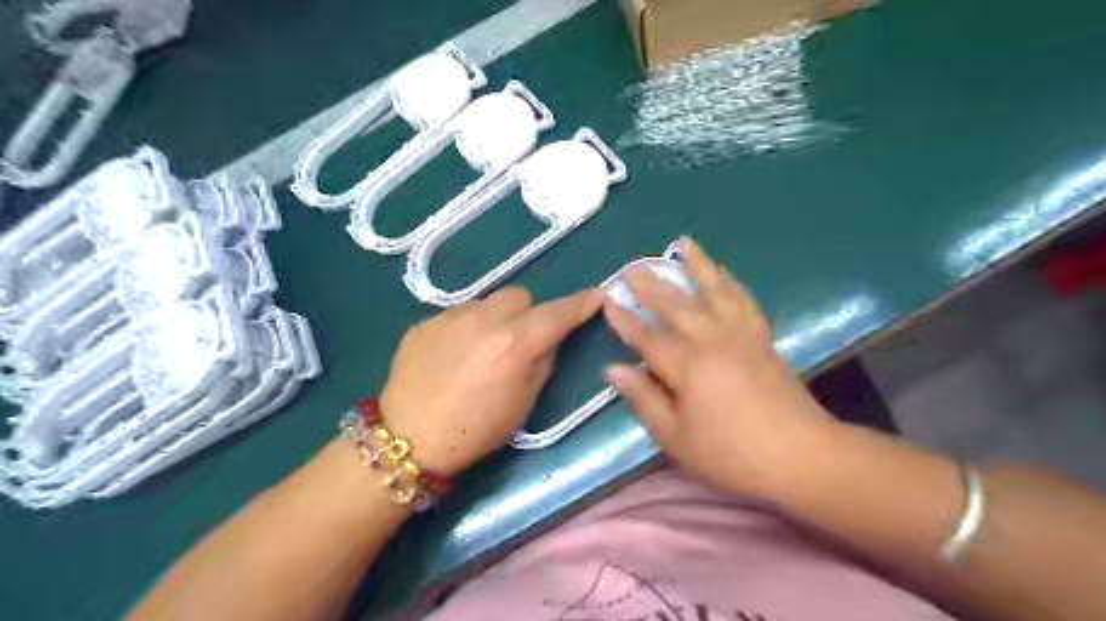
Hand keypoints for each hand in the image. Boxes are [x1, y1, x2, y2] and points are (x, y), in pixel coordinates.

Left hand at [381, 286, 602, 474]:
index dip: (581, 303)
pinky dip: (466, 329)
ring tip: (482, 350)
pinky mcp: (425, 322)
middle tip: (520, 340)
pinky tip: (453, 357)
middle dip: (528, 313)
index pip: (558, 312)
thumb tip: (547, 340)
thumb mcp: (524, 403)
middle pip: (520, 296)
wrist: (407, 439)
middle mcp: (484, 318)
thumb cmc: (476, 430)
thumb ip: (542, 362)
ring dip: (495, 319)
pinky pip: (457, 315)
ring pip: (487, 303)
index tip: (596, 297)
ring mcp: (451, 316)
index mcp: (516, 342)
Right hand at [604, 238, 838, 499]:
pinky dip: (731, 282)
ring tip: (683, 243)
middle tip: (632, 267)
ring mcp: (741, 335)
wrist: (802, 456)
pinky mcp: (762, 338)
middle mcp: (713, 340)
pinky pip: (744, 301)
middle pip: (677, 305)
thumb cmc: (732, 454)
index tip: (607, 300)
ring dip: (697, 265)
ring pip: (714, 291)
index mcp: (688, 366)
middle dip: (651, 285)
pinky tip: (723, 272)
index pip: (647, 336)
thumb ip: (644, 399)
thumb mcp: (676, 438)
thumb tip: (613, 369)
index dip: (625, 319)